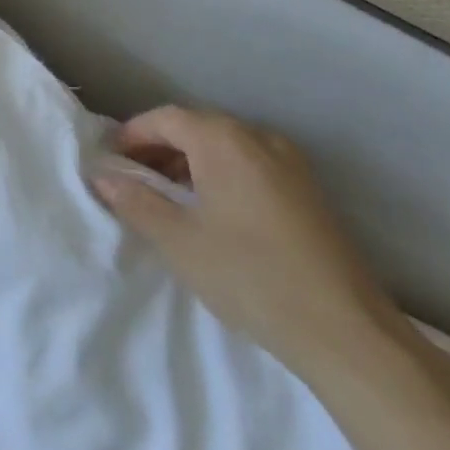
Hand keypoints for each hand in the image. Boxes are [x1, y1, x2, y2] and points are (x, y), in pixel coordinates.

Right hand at [92, 107, 408, 384]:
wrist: (346, 331)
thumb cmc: (250, 276)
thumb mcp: (179, 241)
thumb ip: (136, 201)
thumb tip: (103, 176)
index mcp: (224, 140)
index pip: (166, 118)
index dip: (133, 134)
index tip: (110, 159)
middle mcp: (258, 137)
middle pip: (196, 126)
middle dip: (159, 146)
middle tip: (132, 177)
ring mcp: (289, 162)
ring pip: (225, 145)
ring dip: (189, 160)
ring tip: (166, 195)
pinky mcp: (307, 189)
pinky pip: (250, 163)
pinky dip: (219, 173)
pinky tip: (211, 209)